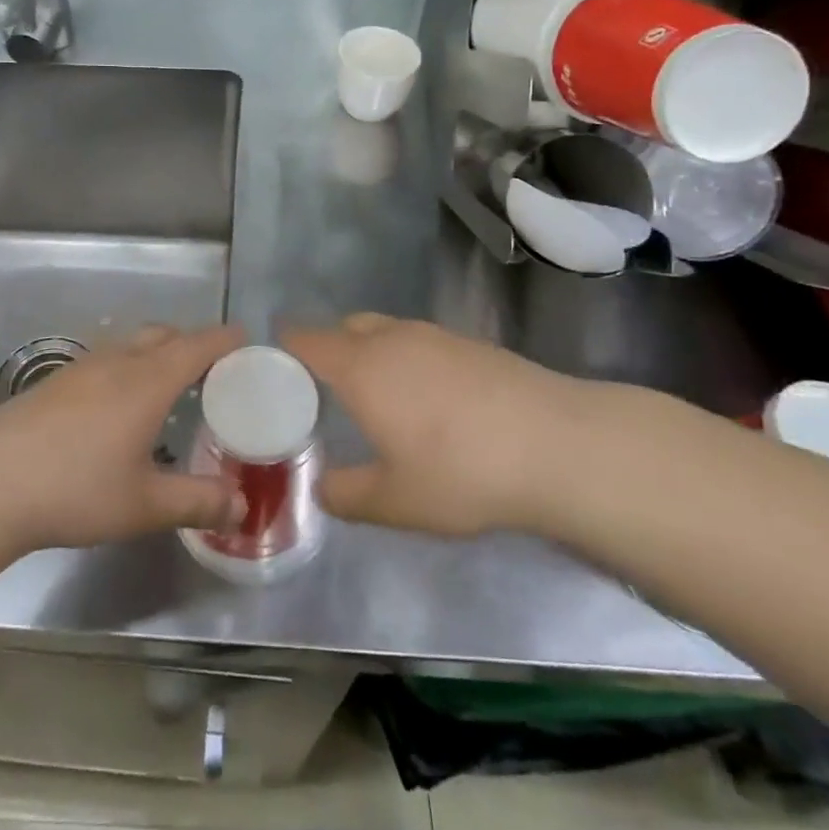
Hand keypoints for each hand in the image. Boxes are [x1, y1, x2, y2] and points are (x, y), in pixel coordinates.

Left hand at [0, 324, 246, 554]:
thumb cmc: (75, 491)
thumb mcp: (144, 505)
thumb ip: (197, 502)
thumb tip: (241, 507)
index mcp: (147, 381)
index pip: (197, 345)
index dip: (225, 339)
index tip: (246, 339)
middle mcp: (116, 362)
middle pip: (163, 335)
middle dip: (192, 342)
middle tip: (212, 369)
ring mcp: (80, 367)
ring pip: (130, 344)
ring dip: (156, 352)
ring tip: (168, 384)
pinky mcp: (53, 382)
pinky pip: (105, 359)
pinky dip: (127, 365)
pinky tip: (117, 404)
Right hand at [285, 314, 601, 536]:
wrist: (557, 445)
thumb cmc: (461, 472)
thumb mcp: (394, 501)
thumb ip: (346, 495)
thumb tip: (321, 487)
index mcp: (361, 367)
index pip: (306, 341)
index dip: (282, 349)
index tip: (271, 371)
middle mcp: (392, 338)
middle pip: (344, 328)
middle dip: (326, 349)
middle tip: (323, 392)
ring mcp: (435, 335)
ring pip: (384, 330)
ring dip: (369, 352)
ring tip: (378, 397)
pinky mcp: (471, 343)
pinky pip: (419, 341)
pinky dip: (406, 358)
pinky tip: (428, 400)